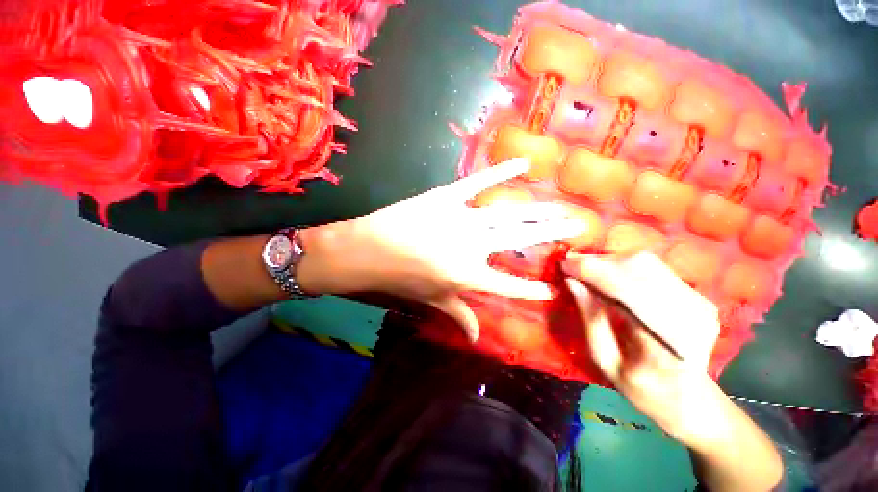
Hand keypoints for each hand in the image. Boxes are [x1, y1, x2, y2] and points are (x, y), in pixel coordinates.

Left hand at [299, 158, 584, 341]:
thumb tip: (477, 338)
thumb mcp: (433, 299)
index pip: (510, 285)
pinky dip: (501, 172)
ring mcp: (463, 218)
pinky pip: (479, 182)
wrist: (371, 250)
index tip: (554, 287)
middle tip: (579, 226)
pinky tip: (523, 164)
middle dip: (552, 233)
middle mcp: (474, 246)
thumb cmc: (402, 278)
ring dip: (539, 211)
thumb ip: (459, 315)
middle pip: (521, 239)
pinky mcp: (448, 197)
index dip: (532, 289)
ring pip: (510, 213)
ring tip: (563, 208)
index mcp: (470, 275)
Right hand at [562, 251, 720, 440]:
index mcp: (668, 343)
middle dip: (598, 263)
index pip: (627, 291)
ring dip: (608, 262)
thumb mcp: (605, 361)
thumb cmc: (642, 389)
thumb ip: (590, 320)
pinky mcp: (697, 295)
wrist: (691, 400)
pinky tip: (606, 274)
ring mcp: (699, 303)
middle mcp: (691, 316)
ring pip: (645, 263)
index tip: (563, 265)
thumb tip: (572, 282)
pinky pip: (653, 267)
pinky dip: (622, 265)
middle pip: (638, 268)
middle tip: (569, 266)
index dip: (593, 272)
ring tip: (584, 270)